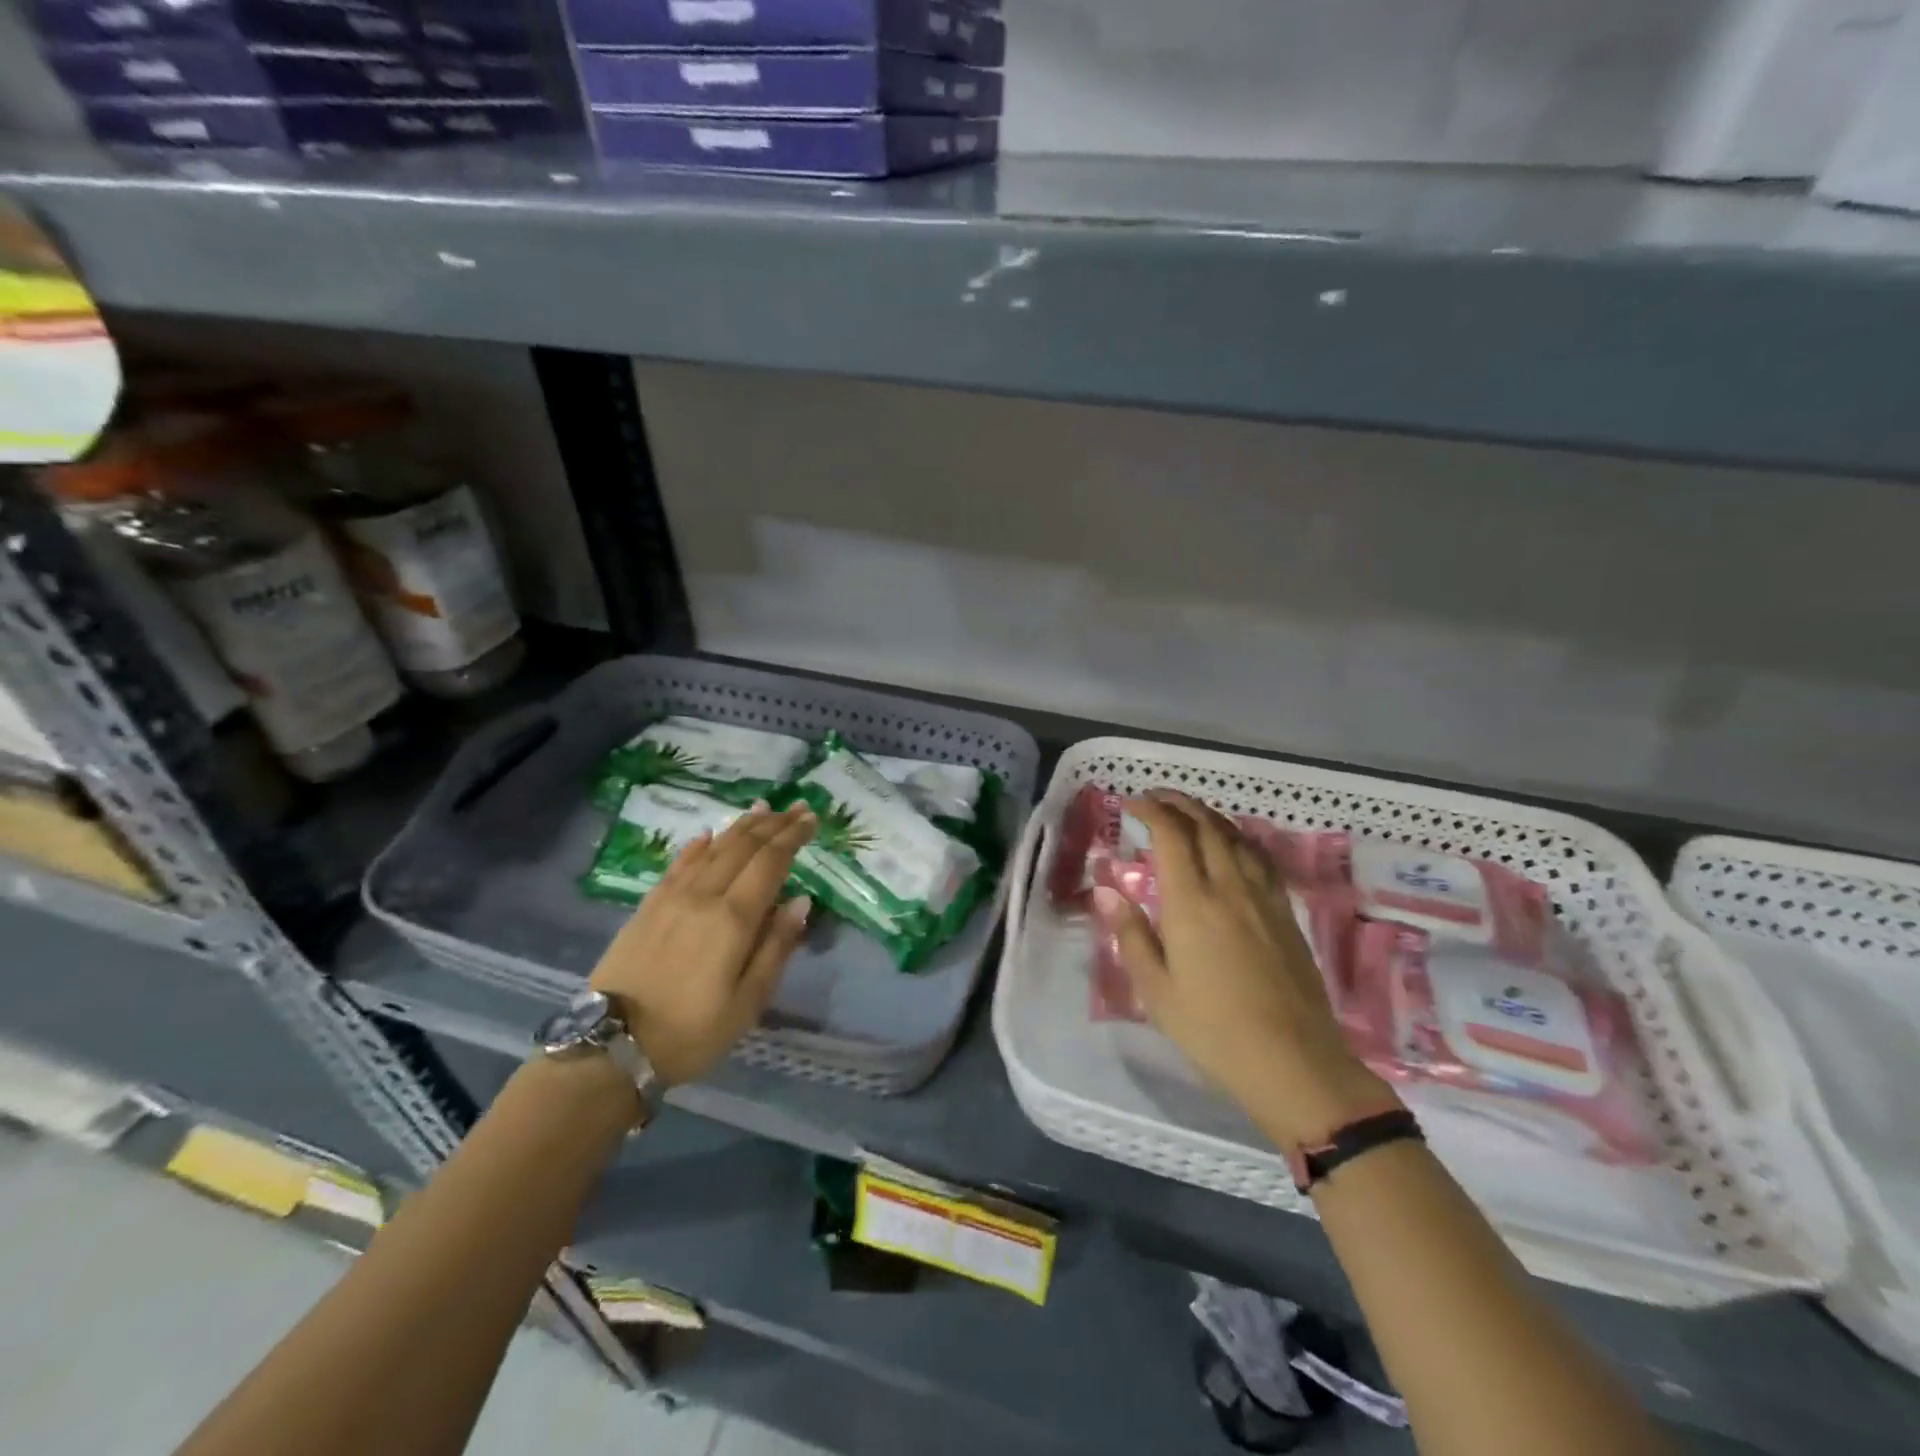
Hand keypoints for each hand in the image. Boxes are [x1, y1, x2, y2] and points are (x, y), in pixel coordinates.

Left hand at [589, 802, 815, 1085]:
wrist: (612, 1047)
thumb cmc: (691, 1032)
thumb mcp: (748, 1003)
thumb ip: (776, 947)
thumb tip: (801, 901)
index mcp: (733, 919)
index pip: (770, 862)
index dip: (792, 837)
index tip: (812, 819)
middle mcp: (703, 896)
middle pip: (743, 847)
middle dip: (774, 824)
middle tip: (797, 808)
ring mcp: (671, 898)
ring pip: (712, 849)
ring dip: (741, 826)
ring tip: (763, 809)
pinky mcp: (647, 906)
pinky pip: (678, 864)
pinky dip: (699, 845)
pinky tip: (709, 834)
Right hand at [1092, 792, 1394, 1148]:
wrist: (1293, 1061)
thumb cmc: (1212, 1029)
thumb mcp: (1156, 990)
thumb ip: (1132, 935)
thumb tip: (1107, 890)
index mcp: (1191, 902)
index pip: (1171, 835)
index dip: (1152, 810)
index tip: (1133, 804)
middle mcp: (1228, 887)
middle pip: (1206, 826)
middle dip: (1180, 803)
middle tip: (1158, 798)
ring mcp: (1262, 898)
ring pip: (1236, 838)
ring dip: (1210, 816)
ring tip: (1190, 813)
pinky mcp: (1285, 914)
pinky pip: (1260, 859)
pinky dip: (1240, 839)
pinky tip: (1234, 846)